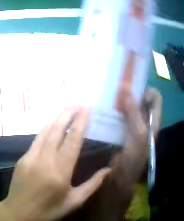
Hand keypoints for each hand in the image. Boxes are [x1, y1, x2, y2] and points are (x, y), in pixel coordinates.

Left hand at [0, 107, 110, 220]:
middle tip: (78, 103)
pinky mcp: (22, 159)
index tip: (87, 107)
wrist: (16, 215)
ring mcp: (30, 158)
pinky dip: (47, 129)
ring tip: (68, 110)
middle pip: (57, 128)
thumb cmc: (47, 211)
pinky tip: (54, 126)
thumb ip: (92, 185)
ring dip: (57, 118)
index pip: (73, 139)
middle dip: (68, 112)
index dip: (81, 121)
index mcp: (60, 171)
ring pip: (45, 130)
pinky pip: (37, 139)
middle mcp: (44, 160)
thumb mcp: (73, 202)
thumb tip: (109, 169)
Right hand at [81, 87, 162, 220]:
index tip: (134, 93)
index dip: (147, 91)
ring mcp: (136, 126)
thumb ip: (133, 111)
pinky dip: (118, 111)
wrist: (119, 180)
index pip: (156, 97)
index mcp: (154, 121)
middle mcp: (147, 121)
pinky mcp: (126, 131)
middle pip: (143, 100)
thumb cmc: (133, 159)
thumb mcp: (137, 134)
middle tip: (120, 91)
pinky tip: (110, 110)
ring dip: (124, 102)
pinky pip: (124, 115)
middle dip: (133, 94)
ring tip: (113, 99)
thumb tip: (124, 86)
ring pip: (132, 107)